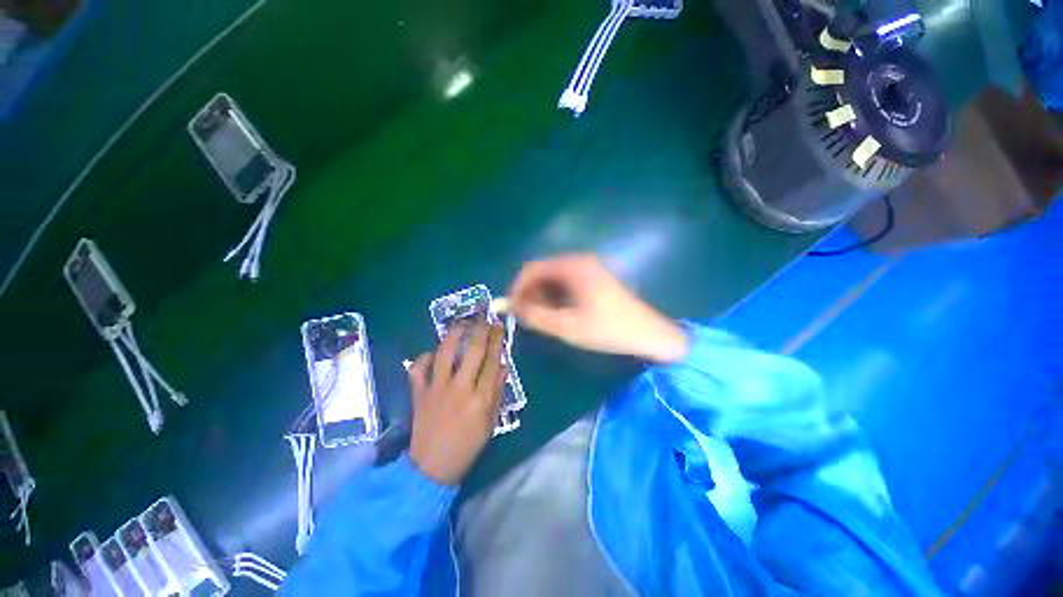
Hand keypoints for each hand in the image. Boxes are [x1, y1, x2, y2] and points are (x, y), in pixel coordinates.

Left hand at [408, 320, 506, 484]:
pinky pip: (418, 369)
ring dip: (454, 334)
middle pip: (472, 350)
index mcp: (481, 397)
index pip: (492, 360)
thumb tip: (503, 366)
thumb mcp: (490, 421)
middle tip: (484, 316)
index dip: (496, 339)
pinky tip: (432, 354)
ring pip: (445, 353)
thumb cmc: (467, 445)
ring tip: (461, 323)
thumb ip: (497, 392)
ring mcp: (436, 388)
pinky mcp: (418, 393)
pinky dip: (424, 358)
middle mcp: (460, 387)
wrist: (432, 467)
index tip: (498, 325)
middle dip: (480, 329)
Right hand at [508, 253, 687, 362]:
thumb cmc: (607, 329)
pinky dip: (556, 294)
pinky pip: (566, 281)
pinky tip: (558, 312)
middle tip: (527, 316)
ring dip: (543, 295)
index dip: (518, 287)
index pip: (532, 268)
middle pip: (543, 271)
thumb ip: (536, 316)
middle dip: (530, 292)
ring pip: (554, 277)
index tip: (512, 308)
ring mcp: (589, 267)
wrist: (647, 333)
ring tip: (542, 317)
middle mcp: (580, 260)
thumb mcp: (567, 327)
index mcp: (573, 267)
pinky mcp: (595, 276)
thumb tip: (513, 308)